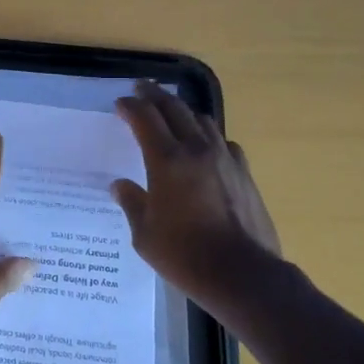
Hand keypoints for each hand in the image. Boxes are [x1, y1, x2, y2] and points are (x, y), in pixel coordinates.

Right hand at [111, 82, 290, 325]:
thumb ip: (132, 203)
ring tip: (171, 113)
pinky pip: (223, 142)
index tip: (120, 104)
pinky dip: (208, 136)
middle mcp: (196, 150)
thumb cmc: (186, 256)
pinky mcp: (244, 173)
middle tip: (141, 89)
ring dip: (182, 111)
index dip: (130, 107)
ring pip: (202, 120)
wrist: (244, 274)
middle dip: (154, 95)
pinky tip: (205, 147)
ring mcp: (225, 159)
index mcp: (167, 160)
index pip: (145, 118)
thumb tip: (120, 185)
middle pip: (174, 108)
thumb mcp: (145, 235)